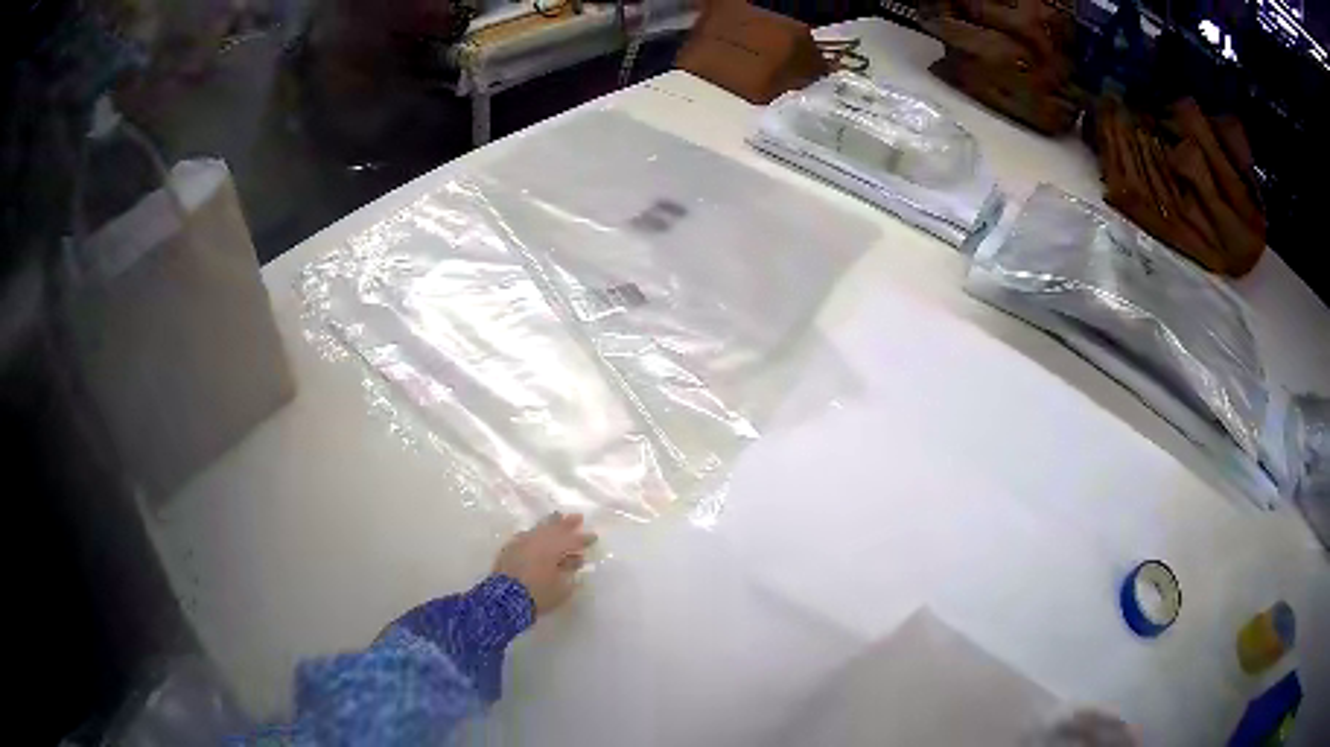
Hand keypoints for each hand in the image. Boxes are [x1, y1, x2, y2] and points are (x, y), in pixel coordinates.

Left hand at [493, 512, 596, 616]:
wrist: (504, 599)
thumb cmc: (538, 594)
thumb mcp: (562, 589)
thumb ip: (570, 574)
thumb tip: (574, 563)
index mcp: (553, 549)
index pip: (572, 541)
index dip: (584, 539)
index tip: (594, 536)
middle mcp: (538, 541)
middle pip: (555, 528)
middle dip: (567, 523)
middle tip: (578, 517)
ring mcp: (522, 542)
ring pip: (539, 528)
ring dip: (550, 523)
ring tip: (558, 516)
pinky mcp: (510, 548)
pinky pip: (526, 535)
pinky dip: (535, 533)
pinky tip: (537, 533)